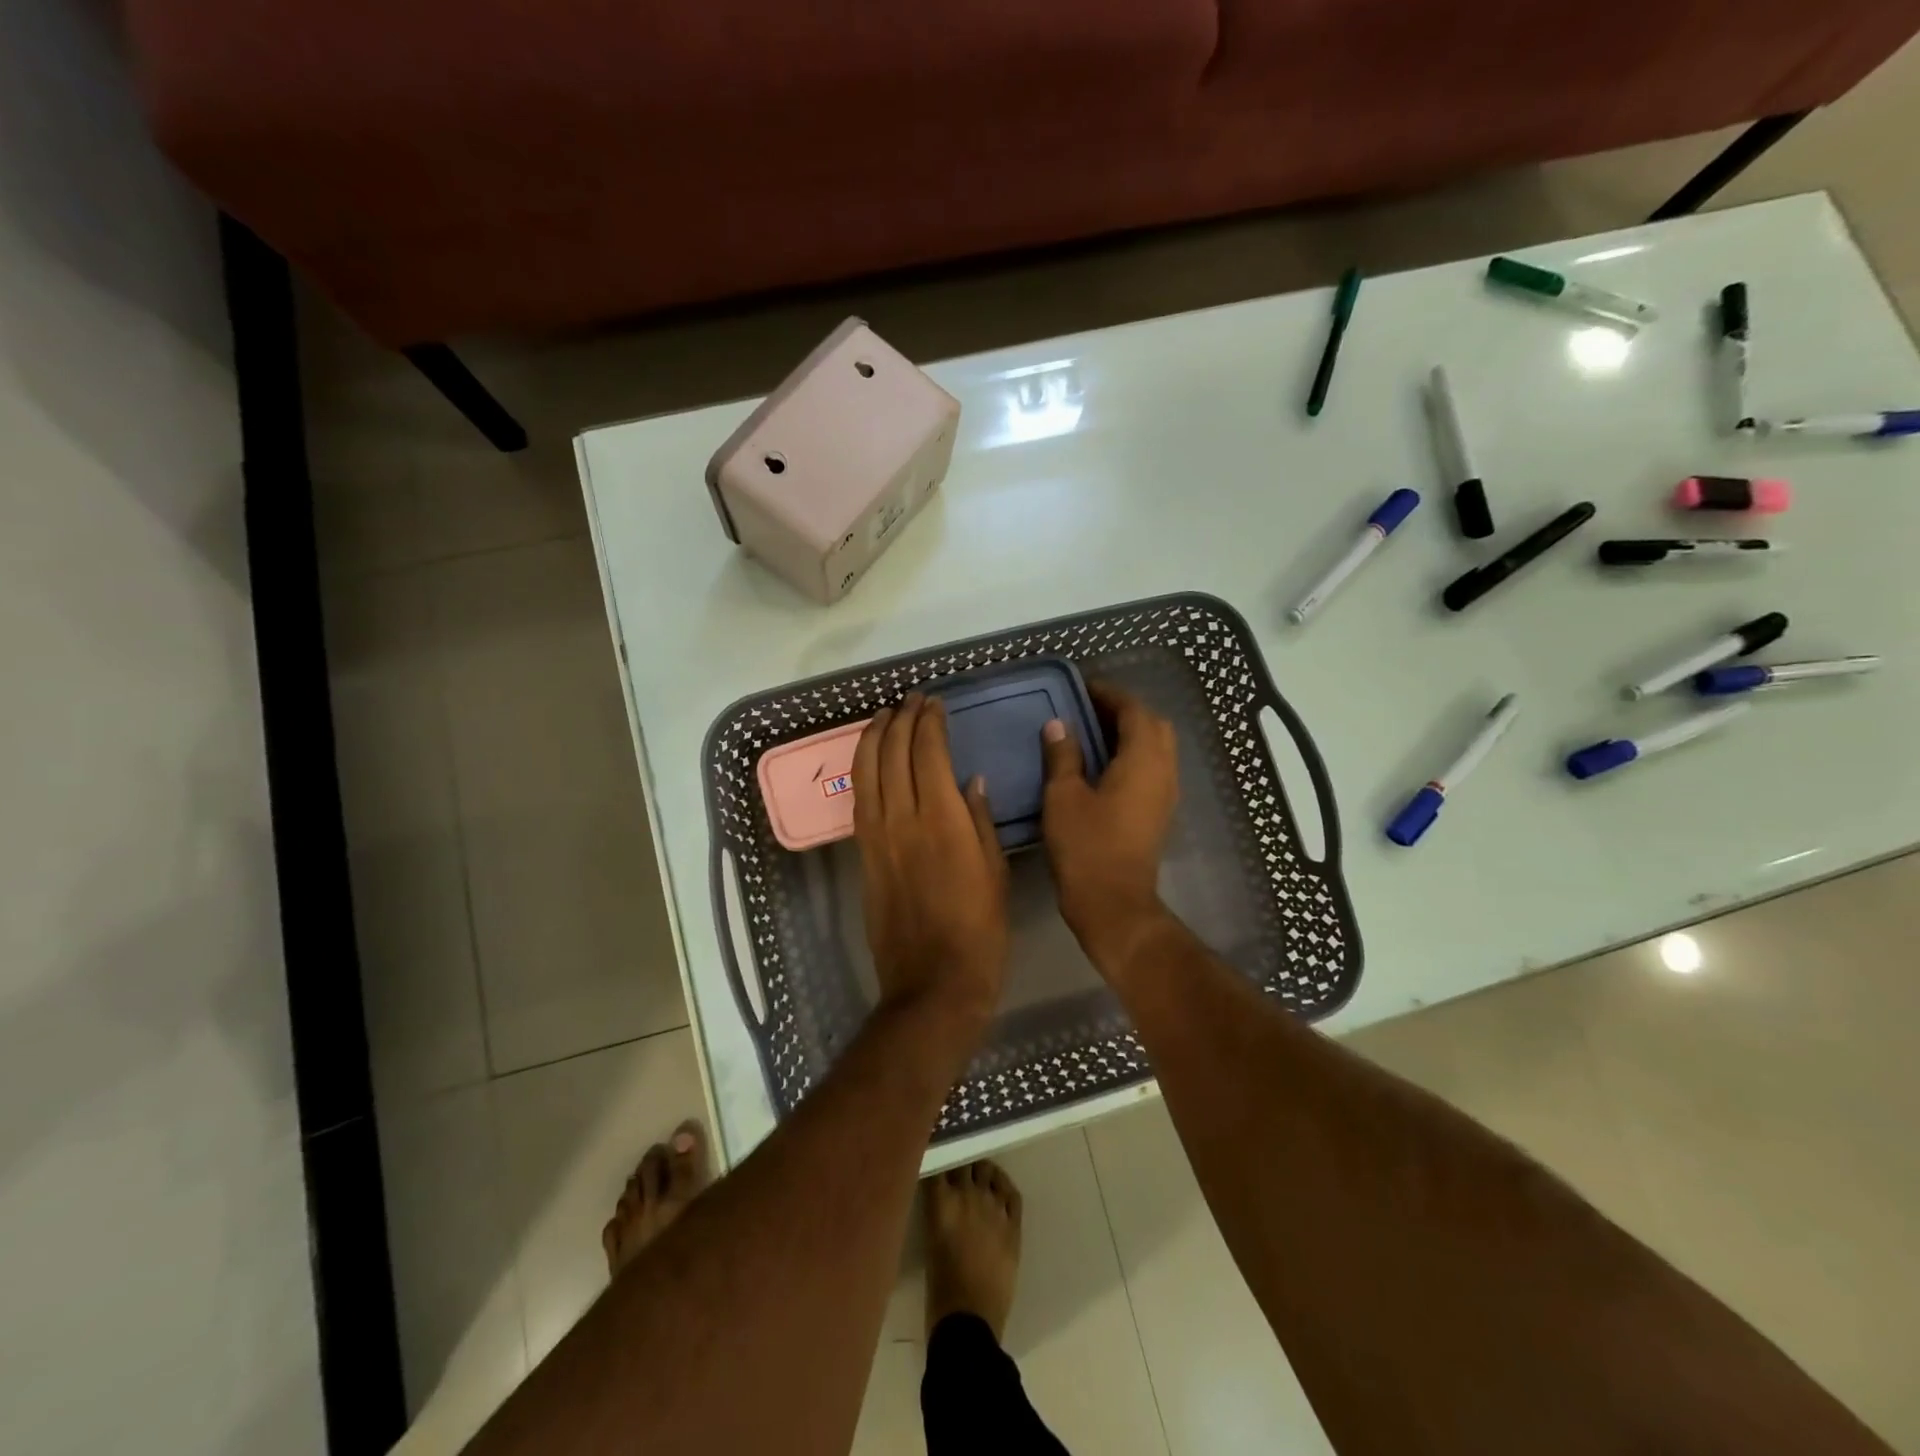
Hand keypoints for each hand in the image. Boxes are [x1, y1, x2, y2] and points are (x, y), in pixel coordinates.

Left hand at [852, 694, 1008, 1026]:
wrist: (933, 981)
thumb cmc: (980, 929)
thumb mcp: (994, 871)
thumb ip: (980, 820)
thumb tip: (969, 781)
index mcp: (941, 819)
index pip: (927, 752)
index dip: (929, 722)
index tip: (935, 703)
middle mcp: (902, 818)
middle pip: (892, 753)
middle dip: (901, 719)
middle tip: (912, 700)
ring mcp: (877, 836)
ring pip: (866, 771)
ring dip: (873, 736)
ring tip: (884, 715)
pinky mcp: (864, 854)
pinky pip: (859, 799)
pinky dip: (861, 769)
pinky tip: (869, 757)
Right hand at [1040, 683, 1178, 970]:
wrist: (1113, 903)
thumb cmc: (1086, 846)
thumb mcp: (1063, 796)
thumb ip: (1063, 755)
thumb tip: (1059, 725)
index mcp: (1143, 760)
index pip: (1133, 710)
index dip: (1109, 695)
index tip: (1081, 688)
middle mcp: (1163, 771)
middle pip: (1152, 725)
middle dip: (1123, 712)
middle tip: (1087, 711)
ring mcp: (1165, 793)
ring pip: (1155, 748)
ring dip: (1129, 734)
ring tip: (1090, 734)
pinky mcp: (1158, 812)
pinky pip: (1151, 768)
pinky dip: (1131, 756)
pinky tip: (1101, 765)